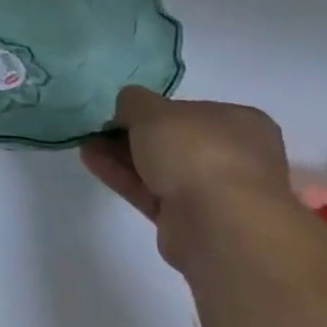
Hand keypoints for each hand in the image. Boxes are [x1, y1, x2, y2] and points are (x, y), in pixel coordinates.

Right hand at [80, 86, 293, 268]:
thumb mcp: (153, 110)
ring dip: (123, 155)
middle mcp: (233, 156)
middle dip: (134, 134)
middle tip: (100, 129)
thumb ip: (134, 102)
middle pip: (174, 141)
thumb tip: (128, 106)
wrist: (219, 224)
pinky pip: (150, 192)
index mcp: (240, 124)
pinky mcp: (190, 221)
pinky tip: (91, 161)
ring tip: (86, 143)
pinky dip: (123, 176)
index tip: (123, 111)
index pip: (192, 111)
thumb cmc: (196, 152)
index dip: (155, 109)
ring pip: (160, 168)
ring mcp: (213, 192)